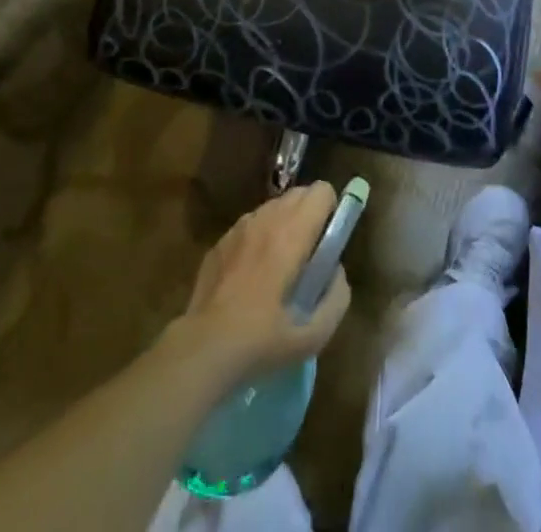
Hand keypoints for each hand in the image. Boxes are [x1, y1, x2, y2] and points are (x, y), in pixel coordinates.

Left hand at [168, 183, 351, 386]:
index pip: (321, 191)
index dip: (331, 210)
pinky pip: (250, 224)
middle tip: (308, 255)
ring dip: (285, 223)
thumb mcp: (313, 335)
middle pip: (299, 193)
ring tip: (280, 265)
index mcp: (291, 233)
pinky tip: (252, 274)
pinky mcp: (221, 240)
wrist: (203, 348)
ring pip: (274, 207)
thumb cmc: (261, 341)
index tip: (328, 240)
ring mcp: (240, 227)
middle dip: (310, 214)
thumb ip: (336, 297)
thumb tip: (337, 272)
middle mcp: (266, 219)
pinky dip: (260, 237)